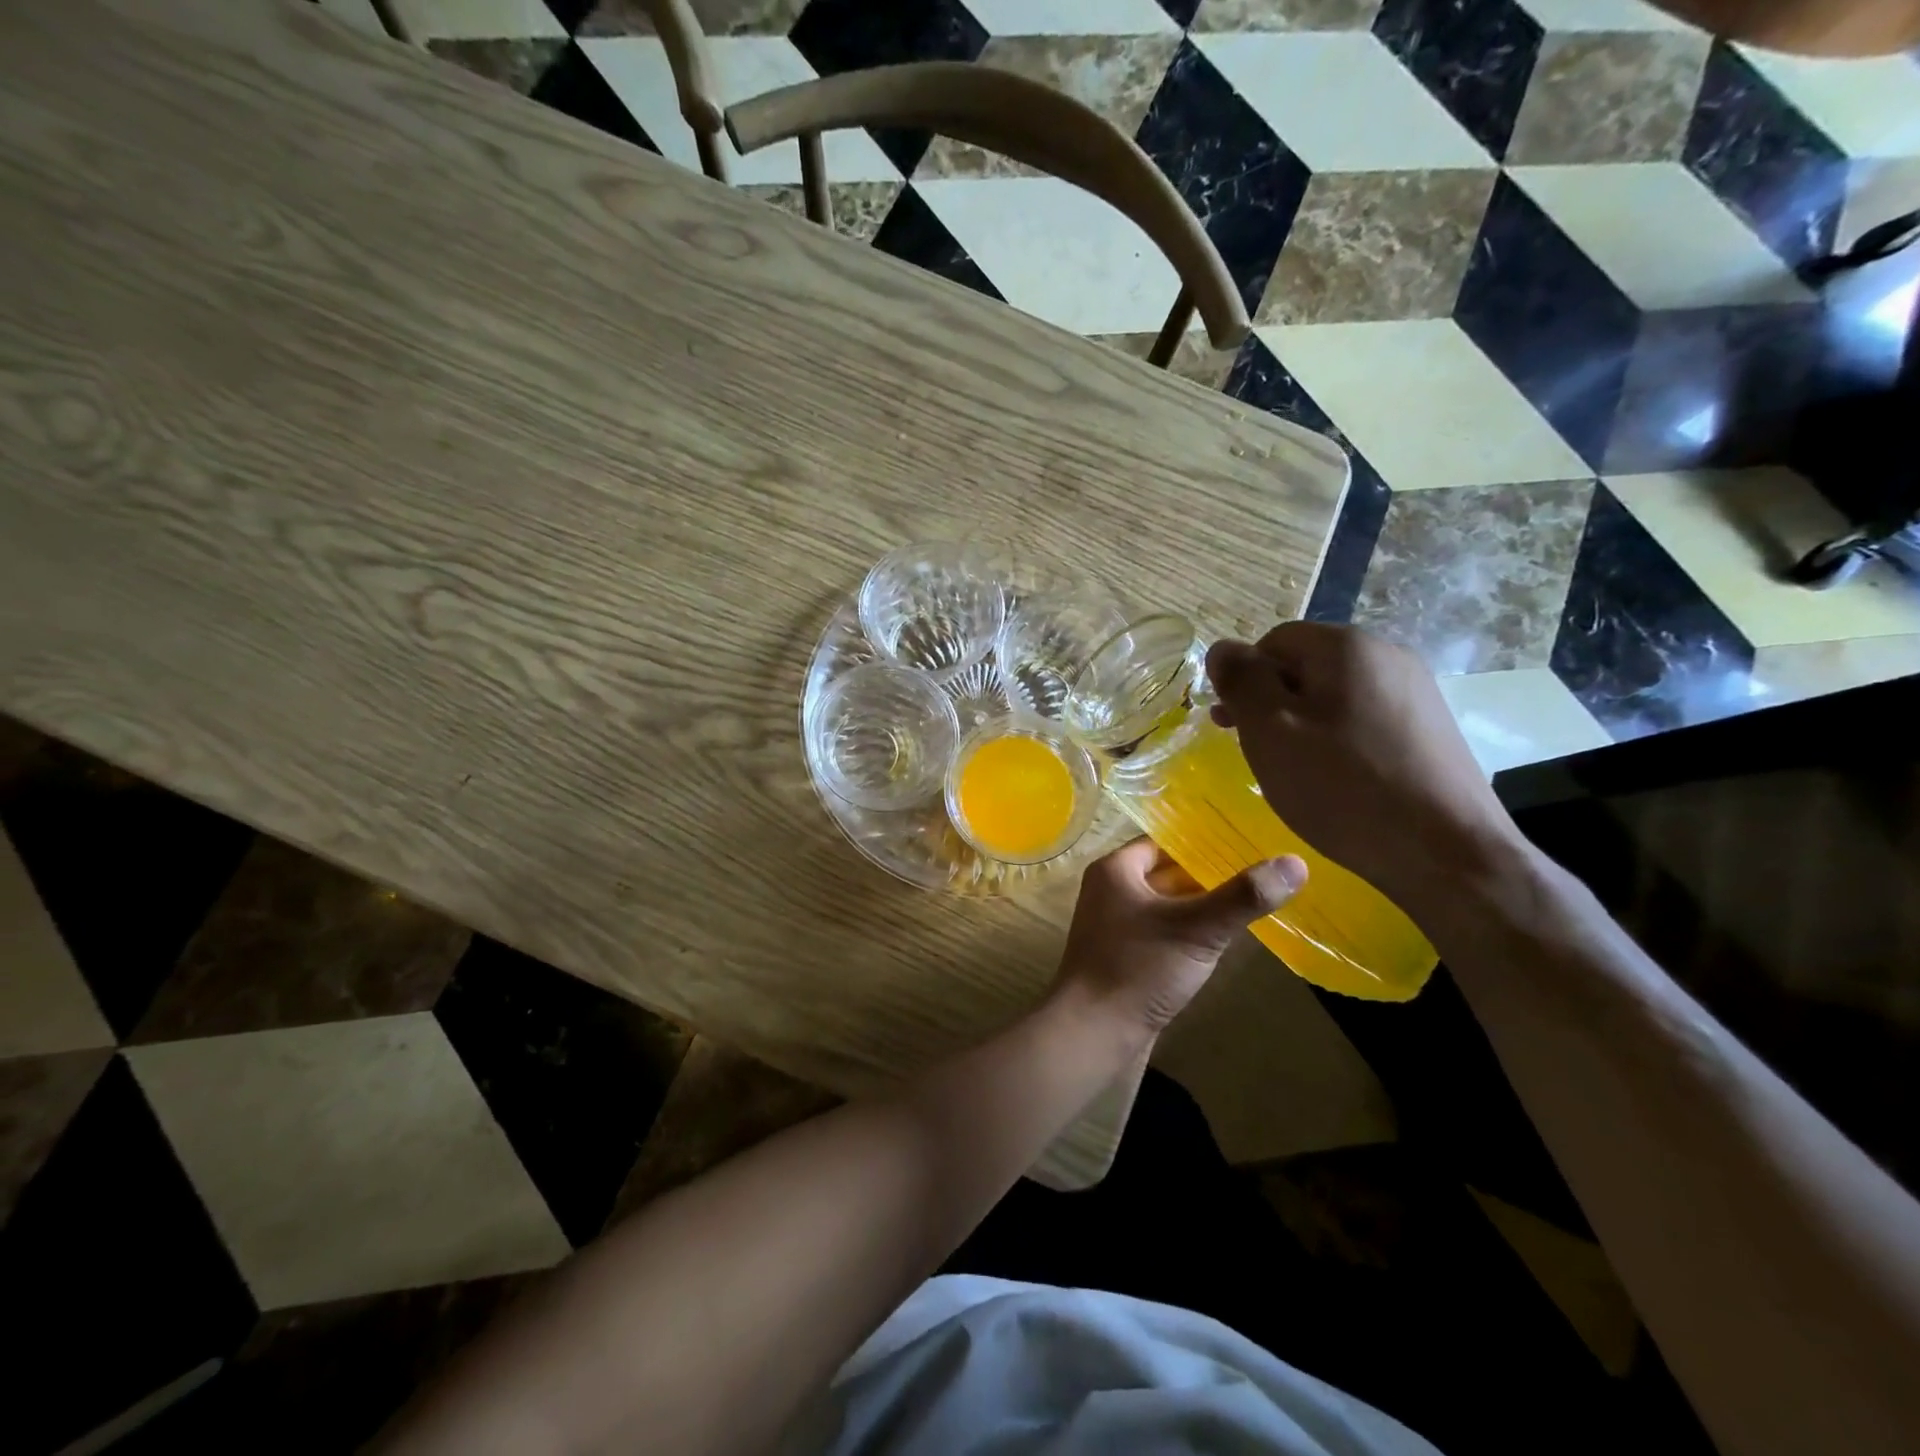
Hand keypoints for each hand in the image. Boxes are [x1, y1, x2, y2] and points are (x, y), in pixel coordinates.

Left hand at [1053, 837, 1304, 1035]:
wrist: (1093, 1034)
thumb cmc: (1139, 969)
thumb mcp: (1197, 929)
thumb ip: (1243, 896)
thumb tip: (1295, 862)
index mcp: (1116, 870)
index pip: (1166, 841)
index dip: (1205, 841)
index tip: (1249, 842)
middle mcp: (1110, 891)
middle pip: (1168, 872)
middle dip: (1210, 874)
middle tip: (1262, 871)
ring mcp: (1116, 926)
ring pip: (1168, 905)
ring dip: (1202, 905)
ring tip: (1253, 900)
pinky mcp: (1126, 956)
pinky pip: (1164, 932)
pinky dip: (1190, 932)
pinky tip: (1223, 939)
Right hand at [1207, 623, 1520, 915]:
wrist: (1447, 852)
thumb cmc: (1342, 787)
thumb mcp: (1269, 731)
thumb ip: (1241, 681)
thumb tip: (1222, 648)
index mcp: (1346, 646)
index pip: (1273, 641)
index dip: (1244, 679)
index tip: (1231, 726)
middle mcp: (1387, 654)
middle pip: (1306, 664)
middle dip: (1272, 702)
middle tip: (1255, 751)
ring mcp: (1416, 691)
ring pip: (1335, 694)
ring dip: (1302, 723)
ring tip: (1295, 769)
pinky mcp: (1431, 727)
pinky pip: (1364, 718)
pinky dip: (1338, 739)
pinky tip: (1337, 779)